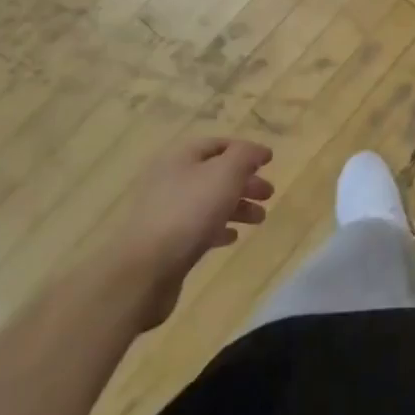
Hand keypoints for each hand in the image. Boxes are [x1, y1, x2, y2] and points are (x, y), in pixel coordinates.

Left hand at [117, 136, 274, 329]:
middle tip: (269, 194)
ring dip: (237, 206)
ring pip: (209, 201)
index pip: (218, 144)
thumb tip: (259, 151)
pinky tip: (232, 238)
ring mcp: (165, 211)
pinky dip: (218, 228)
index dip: (245, 151)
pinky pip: (197, 227)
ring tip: (260, 219)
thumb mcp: (225, 174)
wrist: (145, 270)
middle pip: (215, 174)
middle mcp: (170, 179)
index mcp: (180, 157)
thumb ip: (245, 156)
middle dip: (244, 181)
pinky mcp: (165, 241)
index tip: (269, 162)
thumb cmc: (189, 212)